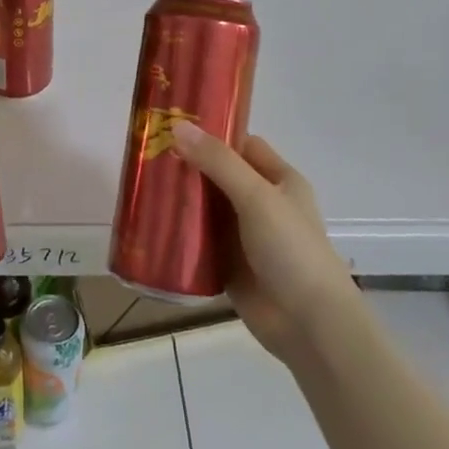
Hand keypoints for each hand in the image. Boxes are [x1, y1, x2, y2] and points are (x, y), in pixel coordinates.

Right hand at [170, 121, 356, 366]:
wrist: (308, 324)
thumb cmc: (291, 250)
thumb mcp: (256, 197)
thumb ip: (218, 162)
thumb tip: (177, 126)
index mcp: (279, 180)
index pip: (242, 144)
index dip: (212, 133)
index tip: (172, 124)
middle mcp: (262, 203)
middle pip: (219, 175)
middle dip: (187, 166)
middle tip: (146, 154)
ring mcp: (244, 236)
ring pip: (206, 209)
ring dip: (180, 201)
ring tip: (140, 185)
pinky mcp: (228, 265)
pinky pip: (198, 242)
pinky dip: (178, 234)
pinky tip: (149, 225)